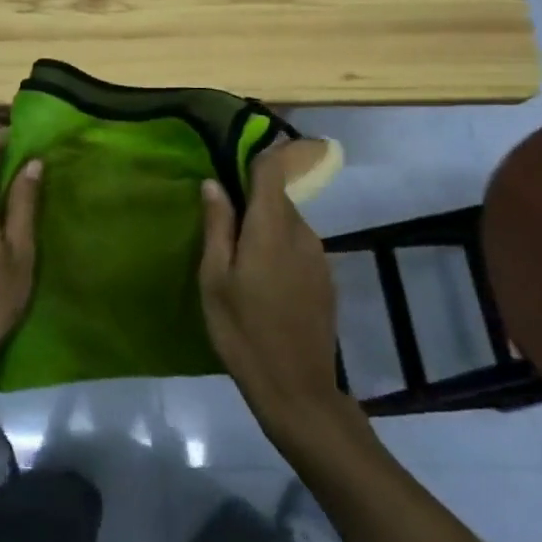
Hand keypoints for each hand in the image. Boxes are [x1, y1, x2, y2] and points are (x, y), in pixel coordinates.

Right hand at [198, 145, 350, 433]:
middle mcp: (303, 232)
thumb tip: (214, 182)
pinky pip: (299, 248)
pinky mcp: (327, 279)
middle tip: (222, 226)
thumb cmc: (243, 332)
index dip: (258, 153)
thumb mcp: (215, 279)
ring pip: (288, 224)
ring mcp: (320, 256)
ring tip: (240, 262)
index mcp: (272, 227)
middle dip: (252, 201)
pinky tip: (264, 284)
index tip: (236, 152)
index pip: (272, 169)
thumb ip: (217, 226)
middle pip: (278, 198)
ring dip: (265, 230)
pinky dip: (280, 251)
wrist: (297, 389)